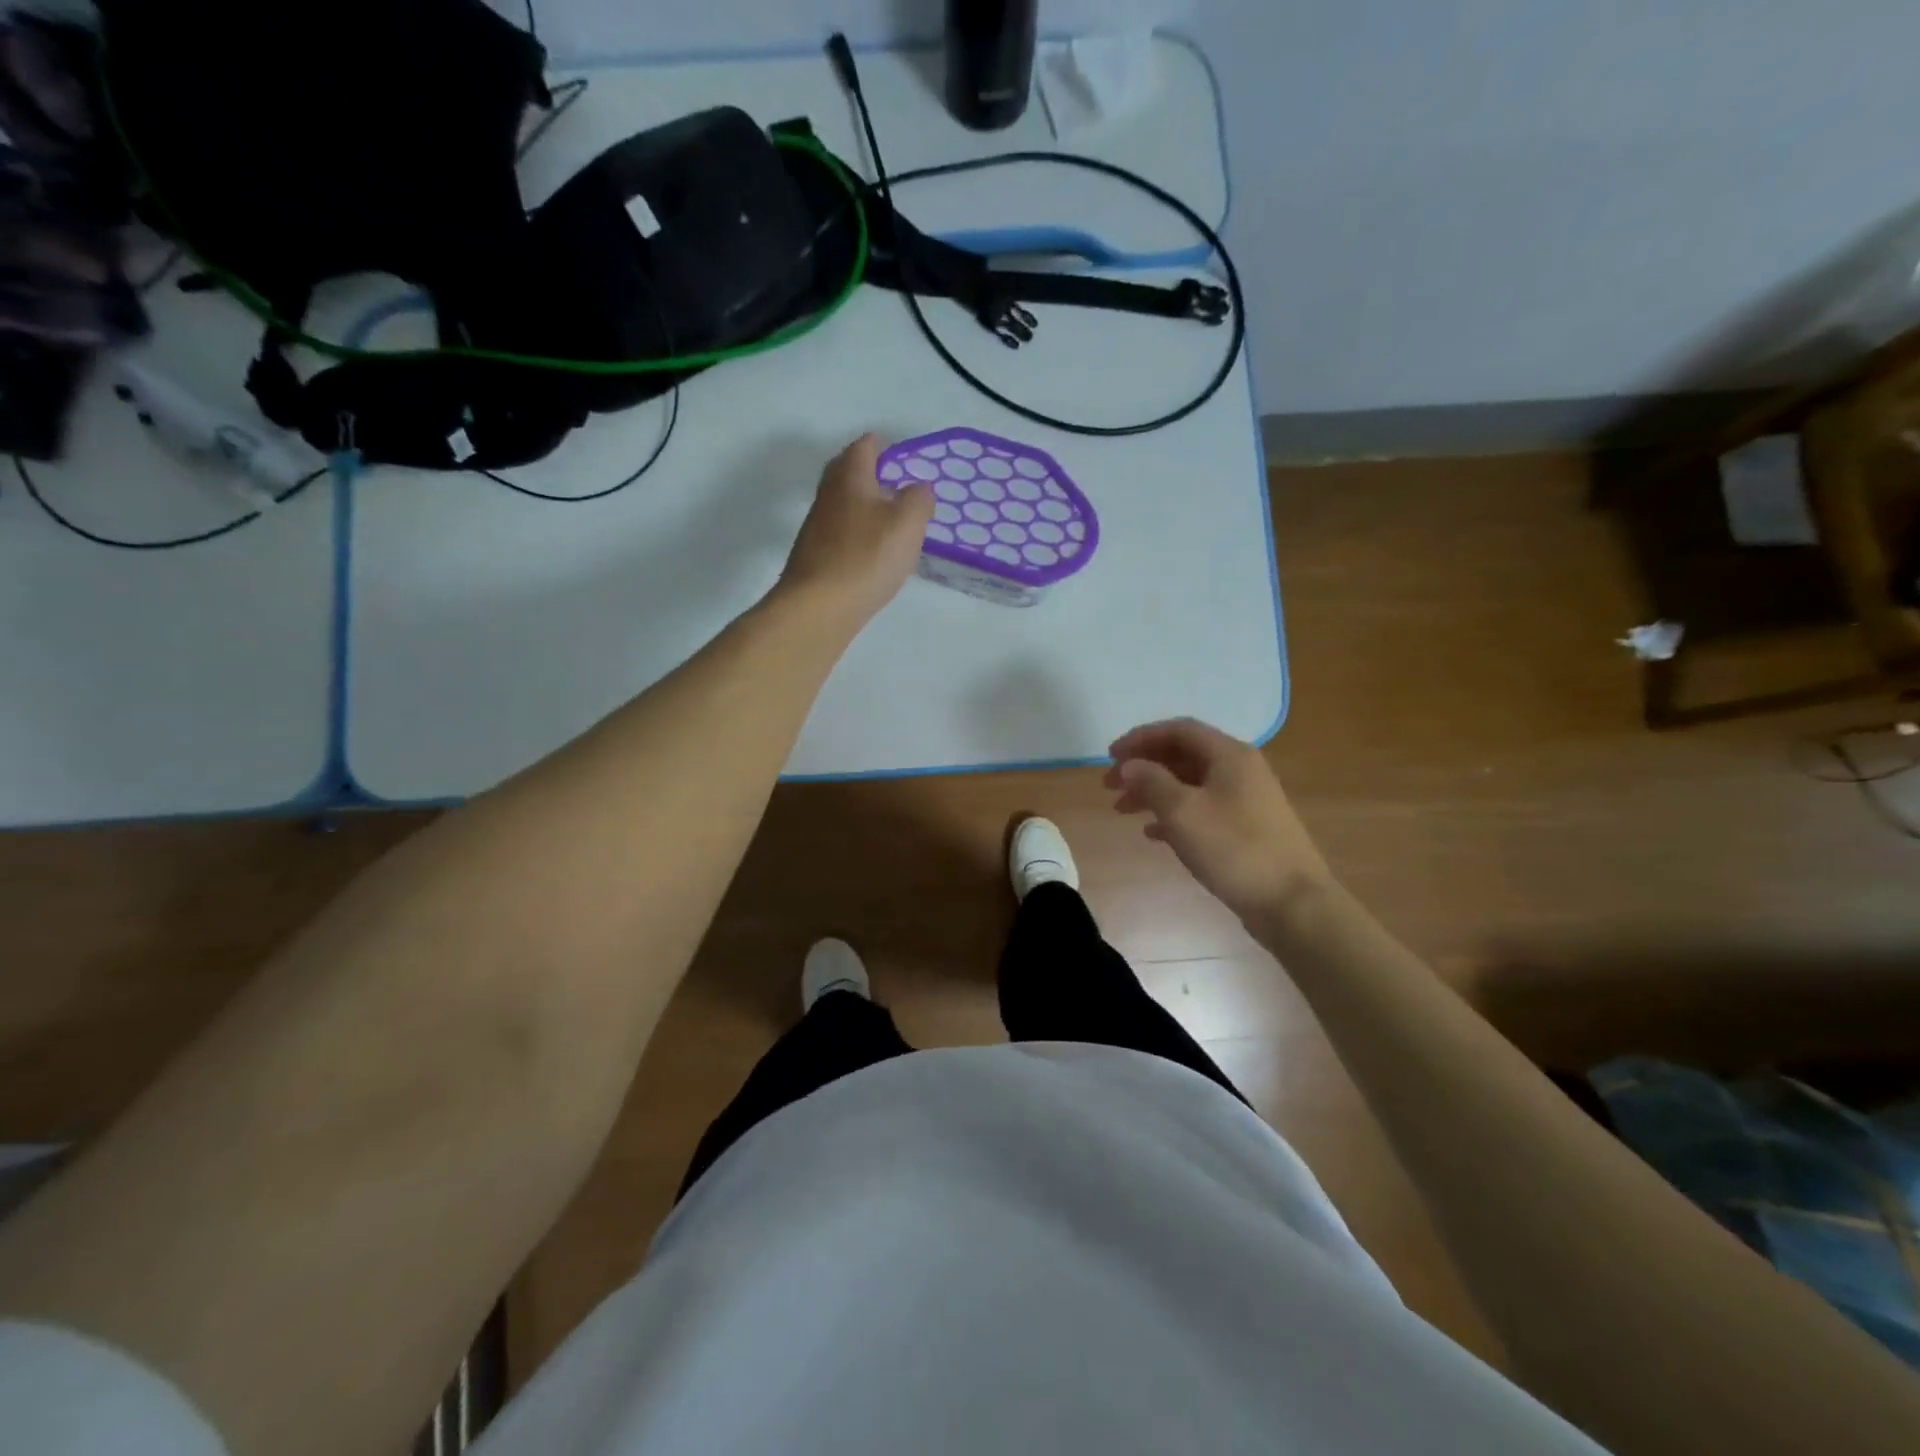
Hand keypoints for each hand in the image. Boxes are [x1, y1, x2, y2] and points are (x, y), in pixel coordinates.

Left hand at [778, 435, 935, 630]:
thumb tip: (918, 489)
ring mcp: (817, 525)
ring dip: (868, 508)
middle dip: (876, 476)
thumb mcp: (908, 523)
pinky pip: (841, 533)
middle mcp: (828, 493)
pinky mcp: (815, 554)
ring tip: (895, 527)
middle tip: (903, 493)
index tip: (909, 464)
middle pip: (851, 471)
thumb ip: (919, 499)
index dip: (889, 448)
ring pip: (846, 504)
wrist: (818, 607)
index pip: (867, 444)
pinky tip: (875, 556)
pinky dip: (859, 535)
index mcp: (850, 475)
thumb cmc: (867, 557)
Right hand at [1105, 718, 1333, 929]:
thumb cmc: (1234, 849)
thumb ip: (1151, 782)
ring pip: (1190, 784)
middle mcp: (1240, 769)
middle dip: (1143, 766)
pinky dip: (1173, 814)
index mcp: (1229, 755)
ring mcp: (1245, 800)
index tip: (1110, 755)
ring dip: (1153, 791)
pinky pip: (1201, 809)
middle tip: (1109, 785)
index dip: (1141, 737)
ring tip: (1122, 810)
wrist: (1291, 903)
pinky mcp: (1245, 828)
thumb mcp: (1183, 812)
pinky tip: (1152, 832)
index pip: (1178, 730)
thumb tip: (1129, 764)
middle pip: (1183, 755)